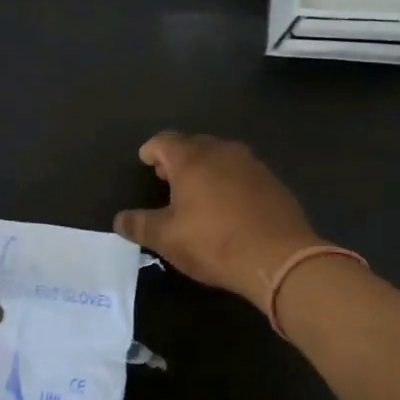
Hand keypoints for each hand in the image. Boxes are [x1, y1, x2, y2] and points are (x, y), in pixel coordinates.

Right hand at [113, 132, 321, 305]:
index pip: (163, 141)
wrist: (279, 258)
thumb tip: (119, 219)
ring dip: (205, 169)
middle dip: (177, 159)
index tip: (144, 160)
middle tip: (166, 178)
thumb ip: (139, 225)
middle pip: (193, 145)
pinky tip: (228, 206)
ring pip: (220, 157)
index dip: (151, 150)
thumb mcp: (166, 238)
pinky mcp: (273, 182)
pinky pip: (242, 173)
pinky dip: (229, 182)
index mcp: (191, 158)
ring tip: (196, 192)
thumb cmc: (213, 242)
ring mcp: (252, 164)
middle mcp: (222, 151)